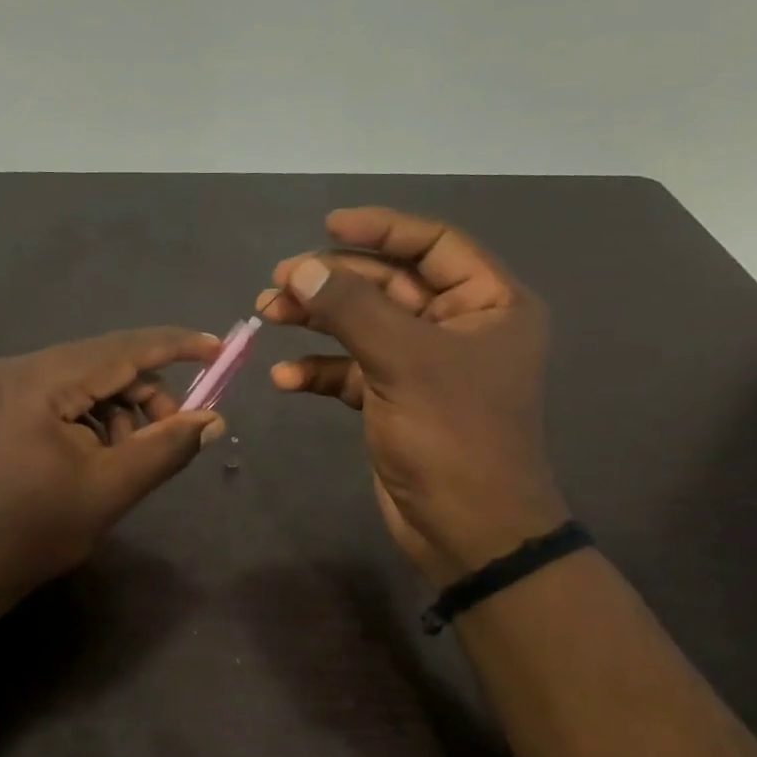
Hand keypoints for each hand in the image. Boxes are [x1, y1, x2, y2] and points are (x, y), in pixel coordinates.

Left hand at [0, 328, 225, 609]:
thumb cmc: (34, 532)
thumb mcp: (111, 490)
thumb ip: (166, 448)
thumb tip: (213, 420)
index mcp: (38, 381)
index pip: (121, 349)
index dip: (175, 346)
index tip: (218, 347)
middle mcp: (16, 368)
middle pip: (102, 362)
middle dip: (146, 394)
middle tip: (172, 434)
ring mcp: (2, 384)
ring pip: (84, 380)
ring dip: (119, 409)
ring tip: (127, 457)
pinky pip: (61, 394)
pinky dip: (91, 417)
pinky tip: (97, 454)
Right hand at [261, 207, 567, 584]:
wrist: (466, 529)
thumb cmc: (452, 435)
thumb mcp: (403, 360)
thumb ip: (350, 308)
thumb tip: (299, 268)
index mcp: (489, 303)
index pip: (433, 244)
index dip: (381, 229)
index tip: (327, 226)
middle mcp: (459, 326)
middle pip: (388, 284)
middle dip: (331, 282)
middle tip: (276, 283)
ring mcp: (424, 365)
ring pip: (363, 326)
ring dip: (316, 321)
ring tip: (267, 315)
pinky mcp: (395, 399)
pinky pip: (352, 370)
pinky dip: (319, 370)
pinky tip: (284, 378)